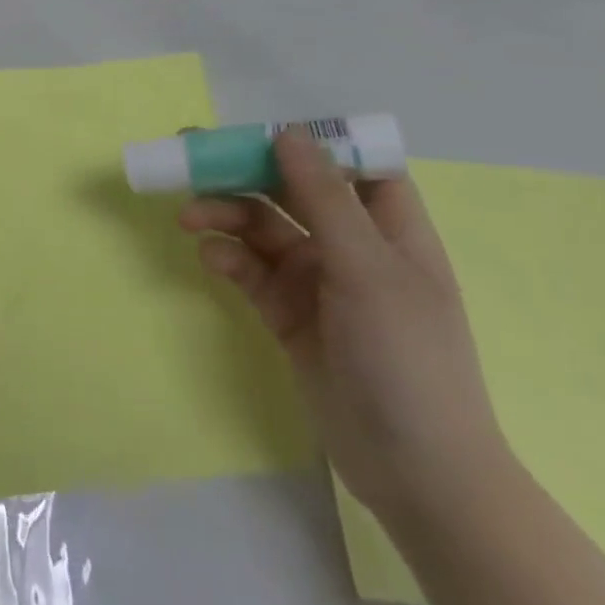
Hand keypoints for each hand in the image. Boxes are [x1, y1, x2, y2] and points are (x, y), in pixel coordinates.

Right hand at [180, 129, 509, 522]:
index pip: (353, 166)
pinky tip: (210, 257)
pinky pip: (249, 269)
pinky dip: (227, 256)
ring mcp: (317, 281)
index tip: (260, 132)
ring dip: (226, 215)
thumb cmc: (406, 358)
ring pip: (262, 227)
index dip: (311, 144)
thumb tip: (287, 133)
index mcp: (389, 229)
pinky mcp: (287, 312)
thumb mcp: (367, 269)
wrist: (415, 472)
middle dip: (246, 173)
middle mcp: (351, 246)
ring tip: (189, 216)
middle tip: (192, 156)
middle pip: (292, 190)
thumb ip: (324, 198)